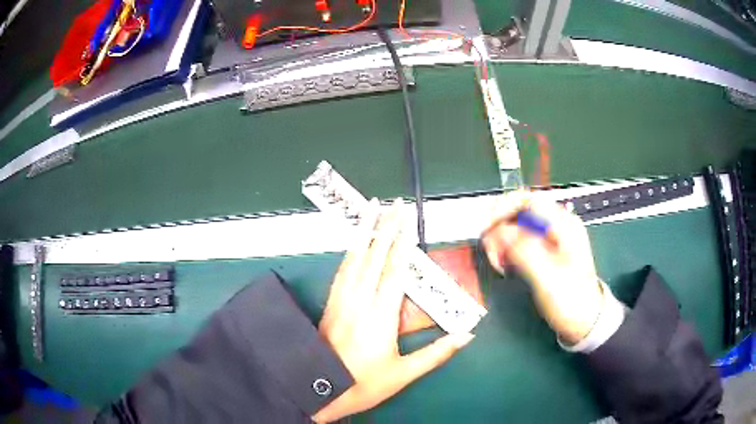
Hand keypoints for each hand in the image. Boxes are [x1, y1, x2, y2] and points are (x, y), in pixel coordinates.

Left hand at [313, 199, 474, 422]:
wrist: (321, 390)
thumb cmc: (365, 384)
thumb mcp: (404, 373)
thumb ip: (437, 353)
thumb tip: (467, 335)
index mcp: (380, 315)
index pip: (394, 270)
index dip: (402, 243)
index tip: (407, 221)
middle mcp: (359, 301)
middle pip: (373, 256)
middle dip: (384, 227)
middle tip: (393, 204)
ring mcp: (341, 300)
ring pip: (354, 258)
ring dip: (363, 232)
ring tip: (370, 210)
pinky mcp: (331, 304)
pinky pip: (342, 270)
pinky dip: (350, 252)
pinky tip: (354, 244)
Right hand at [481, 191, 603, 343]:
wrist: (584, 320)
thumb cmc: (570, 300)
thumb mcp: (547, 277)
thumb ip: (524, 250)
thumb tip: (498, 230)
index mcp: (564, 225)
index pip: (529, 200)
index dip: (504, 207)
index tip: (486, 226)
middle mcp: (557, 226)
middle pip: (520, 211)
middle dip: (500, 228)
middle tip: (491, 251)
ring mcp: (550, 238)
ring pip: (516, 226)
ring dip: (501, 240)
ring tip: (498, 262)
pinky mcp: (543, 251)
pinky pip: (519, 241)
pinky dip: (507, 249)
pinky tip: (505, 264)